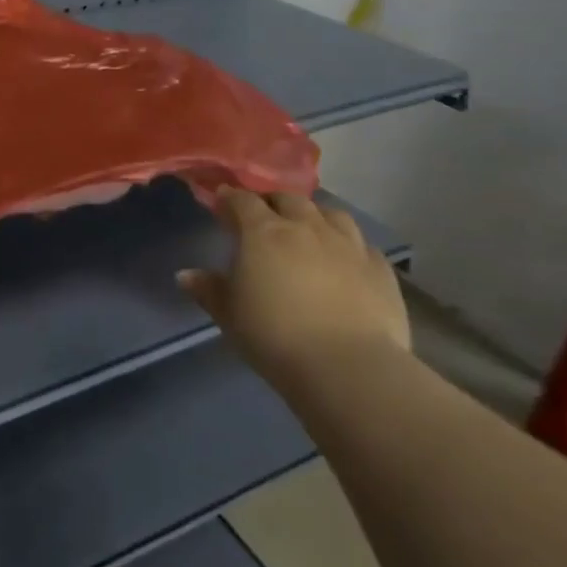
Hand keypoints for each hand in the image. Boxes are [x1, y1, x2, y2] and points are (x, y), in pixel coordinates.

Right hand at [177, 189, 409, 393]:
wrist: (349, 368)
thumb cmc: (275, 336)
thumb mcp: (229, 315)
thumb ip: (209, 290)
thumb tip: (185, 275)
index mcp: (263, 232)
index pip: (242, 201)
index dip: (229, 198)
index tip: (221, 202)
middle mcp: (306, 227)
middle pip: (288, 199)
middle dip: (273, 202)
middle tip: (264, 217)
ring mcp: (348, 245)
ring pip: (330, 212)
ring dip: (314, 215)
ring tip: (307, 229)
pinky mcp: (380, 269)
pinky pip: (362, 244)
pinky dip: (348, 245)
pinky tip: (344, 260)